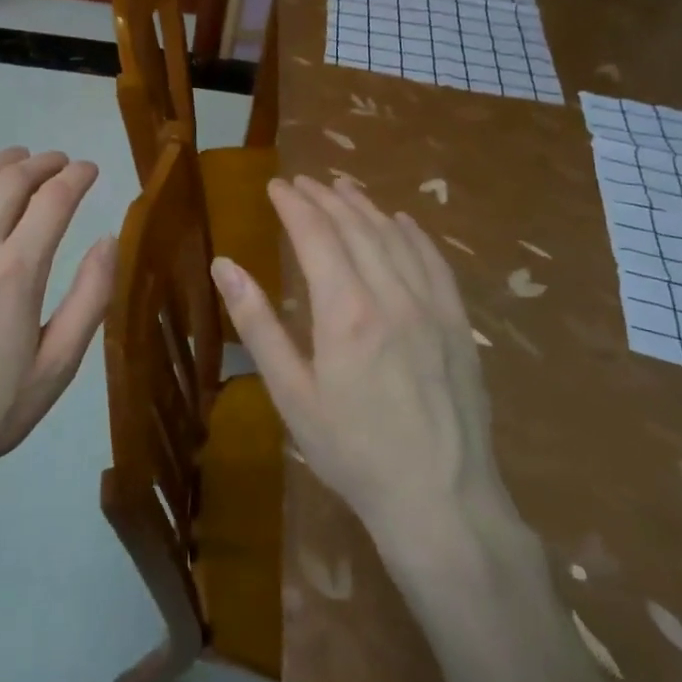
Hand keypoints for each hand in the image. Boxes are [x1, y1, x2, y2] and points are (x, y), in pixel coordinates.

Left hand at [0, 147, 116, 482]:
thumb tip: (108, 239)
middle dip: (42, 162)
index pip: (53, 200)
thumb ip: (89, 297)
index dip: (77, 176)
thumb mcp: (58, 366)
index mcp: (17, 272)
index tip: (91, 169)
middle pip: (10, 181)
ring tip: (16, 161)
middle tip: (60, 162)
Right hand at [210, 176, 520, 551]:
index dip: (294, 205)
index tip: (276, 186)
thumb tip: (224, 266)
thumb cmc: (352, 451)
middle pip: (356, 227)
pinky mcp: (458, 324)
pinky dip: (412, 233)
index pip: (316, 235)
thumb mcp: (291, 394)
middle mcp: (391, 295)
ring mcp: (432, 307)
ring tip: (342, 188)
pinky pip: (435, 261)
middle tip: (302, 182)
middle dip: (325, 197)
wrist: (439, 498)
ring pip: (395, 237)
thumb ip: (258, 325)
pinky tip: (400, 222)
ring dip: (365, 207)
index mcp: (345, 311)